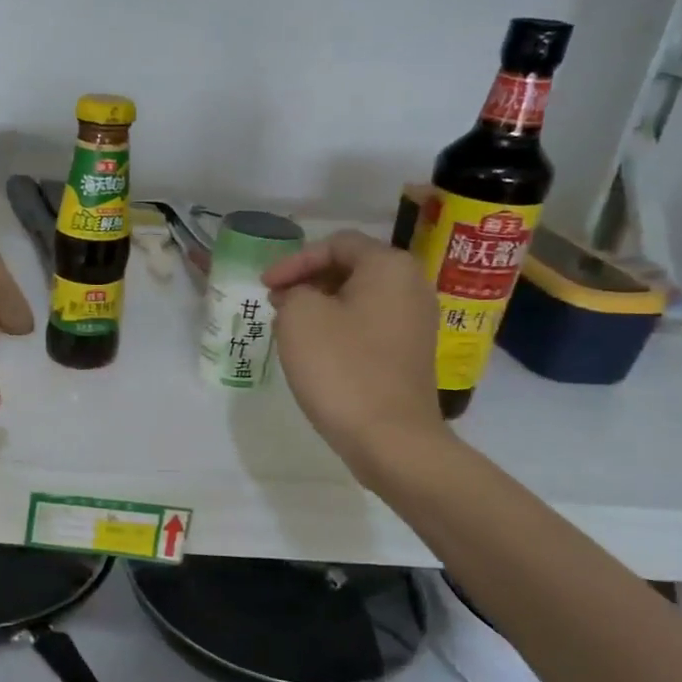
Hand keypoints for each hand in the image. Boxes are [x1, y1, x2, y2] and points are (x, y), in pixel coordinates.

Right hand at [263, 229, 447, 481]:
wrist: (390, 438)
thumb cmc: (341, 367)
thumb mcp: (300, 316)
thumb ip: (294, 291)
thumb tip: (301, 297)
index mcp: (389, 266)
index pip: (335, 244)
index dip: (294, 261)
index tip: (264, 286)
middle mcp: (412, 286)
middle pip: (350, 267)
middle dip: (307, 281)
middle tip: (274, 302)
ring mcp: (416, 322)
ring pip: (358, 298)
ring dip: (320, 306)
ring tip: (287, 325)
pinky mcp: (410, 353)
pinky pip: (368, 325)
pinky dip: (338, 327)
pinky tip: (314, 349)